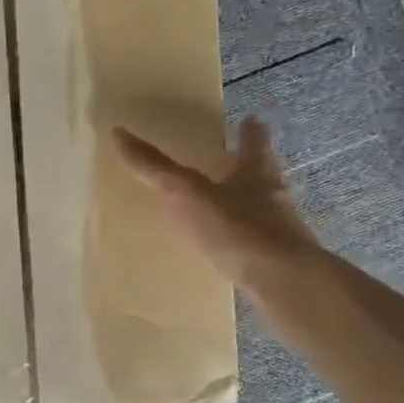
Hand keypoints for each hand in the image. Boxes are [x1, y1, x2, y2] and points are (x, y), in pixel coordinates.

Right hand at [116, 116, 323, 292]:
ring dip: (247, 205)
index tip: (249, 119)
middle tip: (232, 163)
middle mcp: (274, 196)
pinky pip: (258, 245)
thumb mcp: (187, 194)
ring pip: (263, 209)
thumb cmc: (237, 228)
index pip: (254, 142)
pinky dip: (244, 242)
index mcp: (256, 171)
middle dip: (248, 168)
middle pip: (262, 174)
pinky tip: (230, 251)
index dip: (250, 130)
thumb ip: (155, 168)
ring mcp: (281, 231)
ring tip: (225, 208)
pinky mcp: (279, 262)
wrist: (284, 283)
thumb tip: (119, 133)